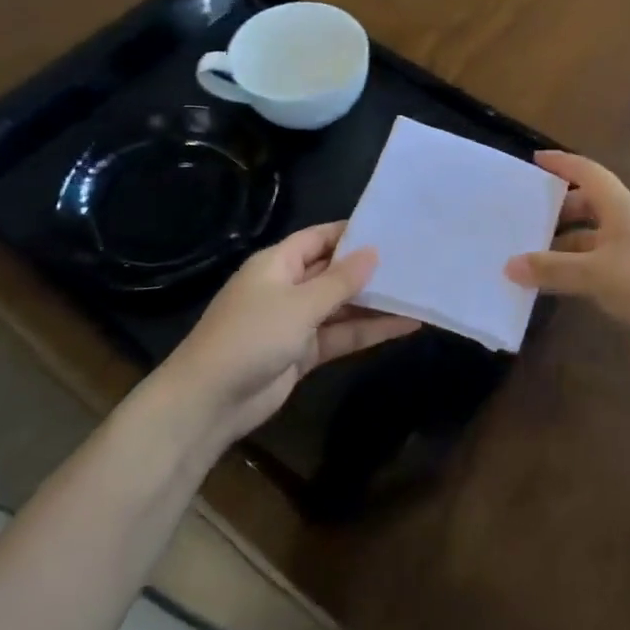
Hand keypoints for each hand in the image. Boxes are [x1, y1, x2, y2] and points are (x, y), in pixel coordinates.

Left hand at [162, 223, 419, 444]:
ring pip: (342, 306)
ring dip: (376, 303)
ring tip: (420, 292)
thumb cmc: (251, 337)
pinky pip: (342, 335)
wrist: (210, 401)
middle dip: (370, 269)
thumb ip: (340, 281)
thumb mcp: (299, 304)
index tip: (392, 228)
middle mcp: (288, 287)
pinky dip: (369, 331)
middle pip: (334, 271)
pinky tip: (405, 325)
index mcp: (278, 263)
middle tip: (416, 260)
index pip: (320, 237)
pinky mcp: (304, 352)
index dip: (352, 232)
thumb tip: (374, 252)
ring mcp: (296, 321)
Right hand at [506, 151, 629, 342]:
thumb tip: (509, 265)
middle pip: (590, 203)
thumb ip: (551, 269)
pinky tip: (566, 281)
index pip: (587, 172)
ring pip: (595, 233)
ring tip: (538, 255)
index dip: (561, 163)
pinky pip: (604, 256)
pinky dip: (582, 262)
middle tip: (528, 218)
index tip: (535, 160)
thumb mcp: (594, 275)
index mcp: (620, 207)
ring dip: (568, 241)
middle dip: (559, 209)